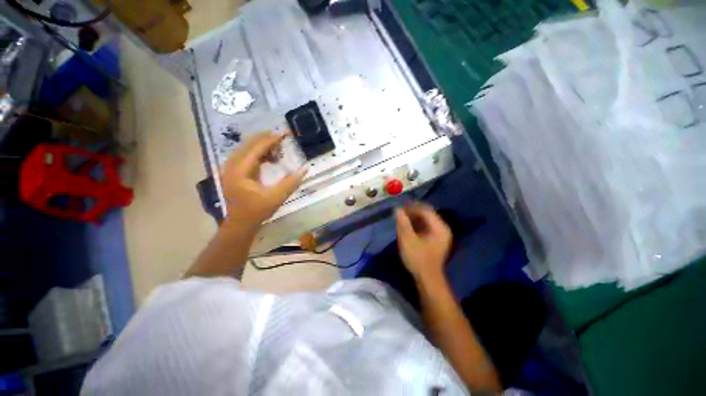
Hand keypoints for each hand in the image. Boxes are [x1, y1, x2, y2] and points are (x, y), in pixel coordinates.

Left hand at [221, 132, 306, 228]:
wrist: (240, 224)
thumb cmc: (257, 211)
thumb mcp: (276, 198)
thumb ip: (290, 183)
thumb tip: (305, 169)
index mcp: (239, 171)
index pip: (255, 148)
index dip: (270, 140)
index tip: (284, 134)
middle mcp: (231, 166)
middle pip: (248, 145)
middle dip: (265, 139)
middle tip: (282, 136)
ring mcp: (231, 169)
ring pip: (246, 149)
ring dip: (262, 145)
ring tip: (277, 144)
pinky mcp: (235, 173)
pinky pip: (246, 156)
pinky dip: (258, 153)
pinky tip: (269, 156)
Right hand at [395, 202, 452, 279]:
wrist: (427, 279)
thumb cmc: (417, 258)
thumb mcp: (407, 239)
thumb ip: (403, 222)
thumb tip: (398, 209)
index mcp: (439, 227)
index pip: (425, 210)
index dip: (412, 207)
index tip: (400, 206)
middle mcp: (443, 229)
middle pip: (427, 214)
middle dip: (413, 211)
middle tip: (400, 211)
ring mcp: (441, 235)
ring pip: (427, 220)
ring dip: (415, 217)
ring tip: (402, 217)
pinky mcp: (436, 240)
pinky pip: (427, 227)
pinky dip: (417, 224)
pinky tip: (408, 226)